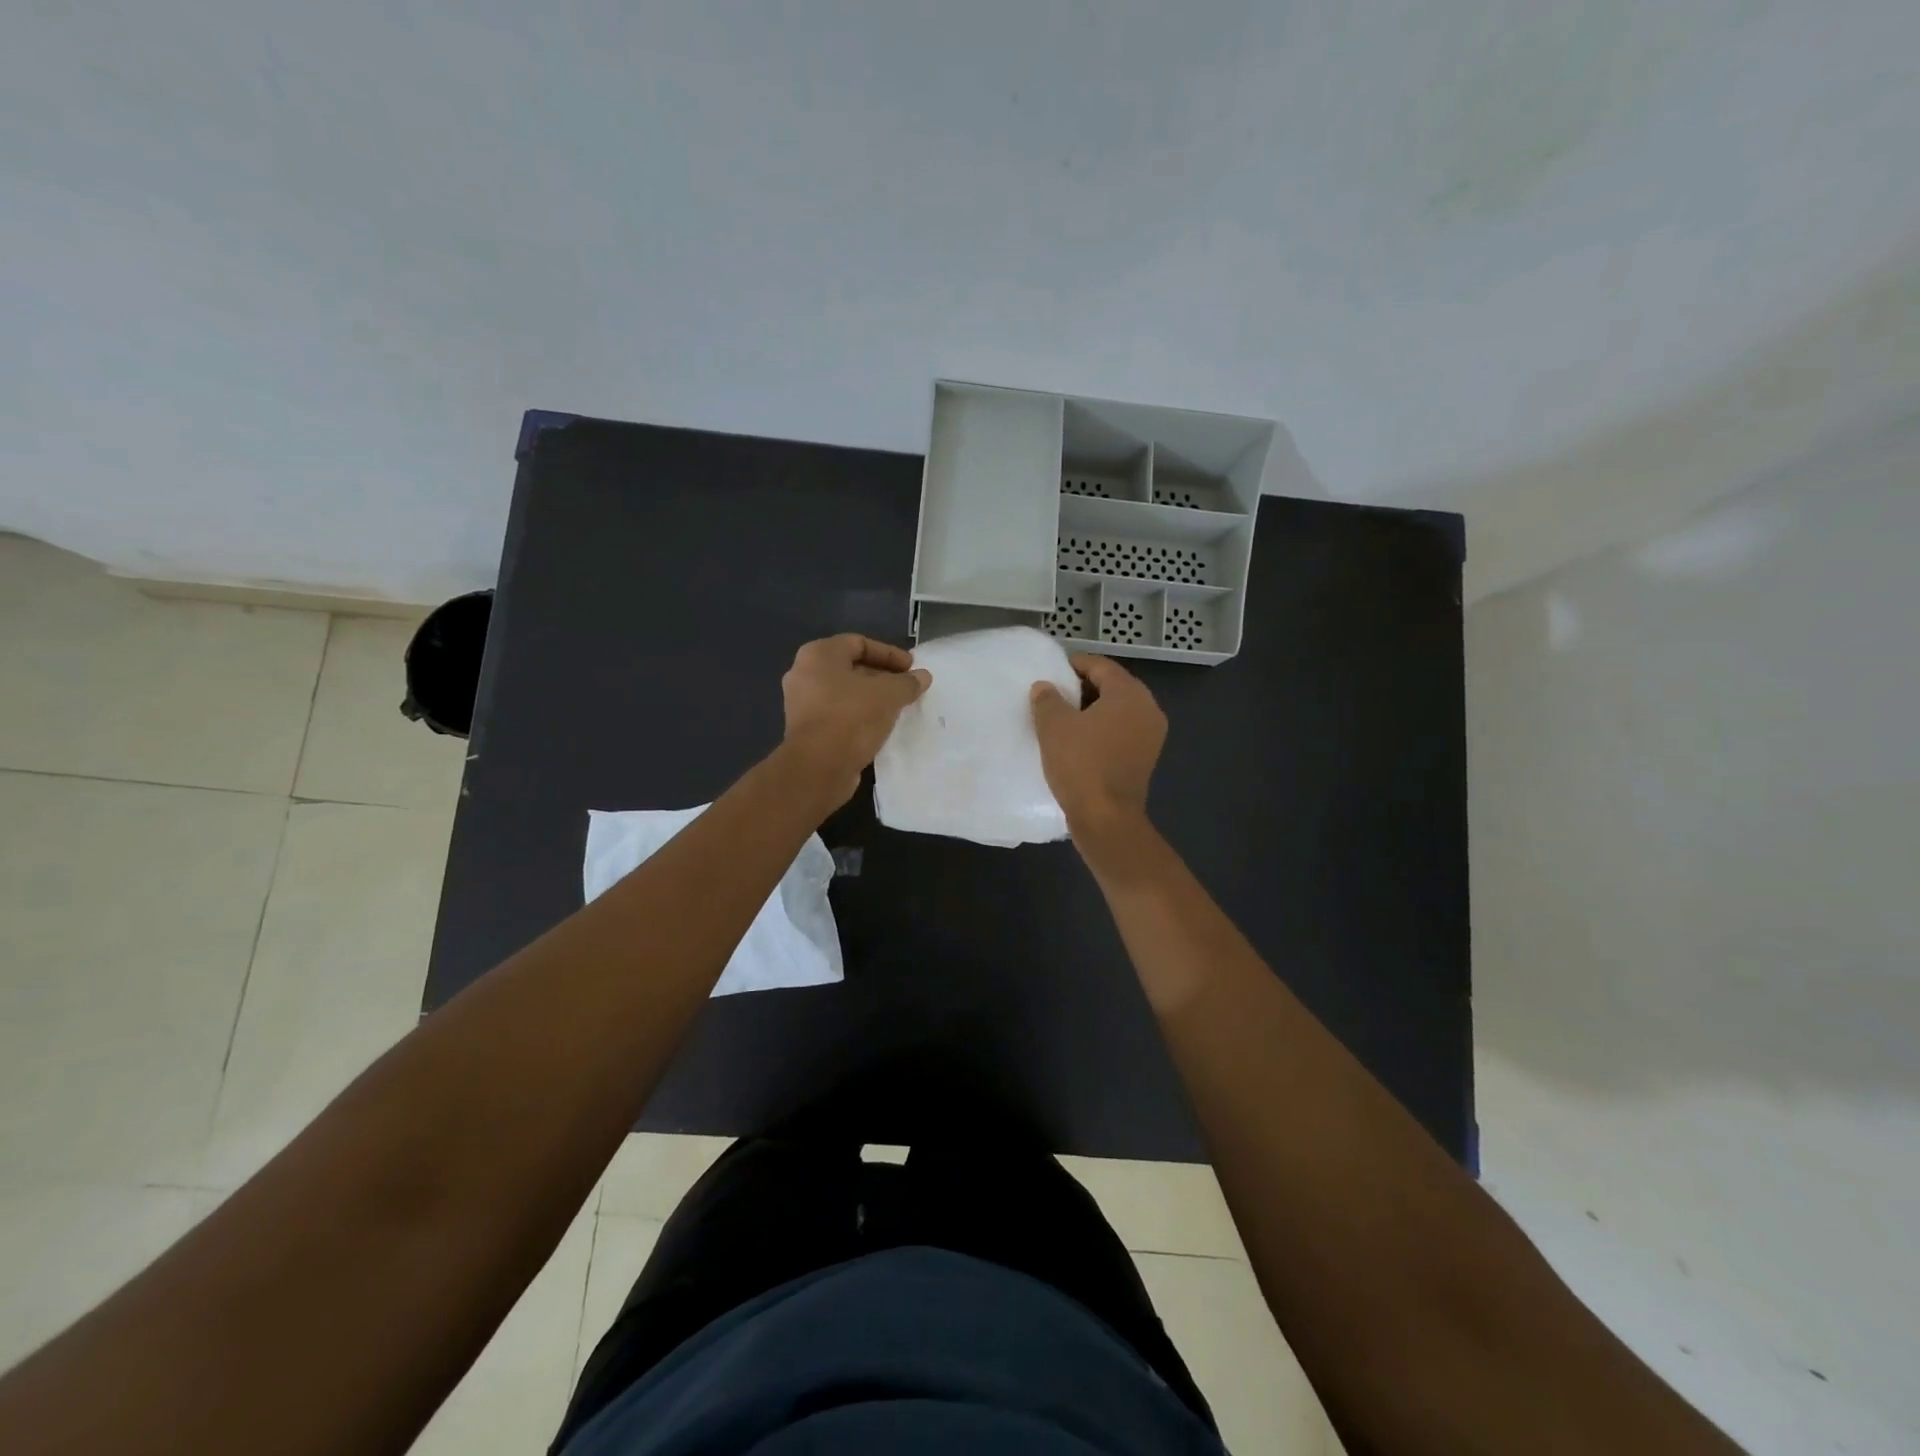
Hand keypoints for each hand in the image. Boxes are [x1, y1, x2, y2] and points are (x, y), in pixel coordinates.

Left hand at [779, 634, 930, 808]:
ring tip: (898, 707)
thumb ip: (907, 682)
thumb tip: (923, 676)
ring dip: (871, 698)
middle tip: (907, 687)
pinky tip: (880, 726)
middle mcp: (804, 674)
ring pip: (844, 693)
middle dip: (882, 676)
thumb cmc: (851, 717)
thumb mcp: (888, 695)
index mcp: (818, 655)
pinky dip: (859, 715)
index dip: (889, 653)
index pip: (859, 643)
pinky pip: (838, 713)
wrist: (819, 767)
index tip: (912, 668)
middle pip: (851, 667)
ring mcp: (802, 703)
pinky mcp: (806, 730)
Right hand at [1030, 654, 1166, 845]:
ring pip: (1118, 710)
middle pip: (1113, 686)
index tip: (1052, 670)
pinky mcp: (1146, 757)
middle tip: (1055, 693)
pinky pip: (1122, 731)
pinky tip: (1078, 739)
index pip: (1101, 666)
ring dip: (1092, 710)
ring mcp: (1151, 735)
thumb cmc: (1081, 764)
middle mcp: (1148, 709)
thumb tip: (1045, 687)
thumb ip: (1047, 699)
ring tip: (1063, 717)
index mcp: (1130, 694)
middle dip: (1084, 687)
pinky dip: (1102, 729)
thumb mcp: (1054, 726)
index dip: (1074, 664)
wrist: (1106, 818)